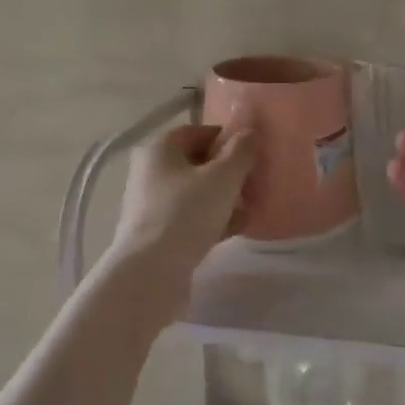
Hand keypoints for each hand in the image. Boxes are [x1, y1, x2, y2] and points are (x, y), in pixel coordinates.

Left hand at [108, 123, 254, 287]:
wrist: (151, 273)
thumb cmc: (186, 213)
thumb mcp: (222, 177)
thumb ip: (240, 151)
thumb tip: (250, 133)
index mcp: (159, 149)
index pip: (197, 132)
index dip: (225, 138)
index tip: (251, 152)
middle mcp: (150, 172)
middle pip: (196, 162)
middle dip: (228, 170)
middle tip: (254, 180)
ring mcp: (151, 204)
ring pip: (195, 192)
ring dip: (223, 197)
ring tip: (251, 206)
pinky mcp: (157, 233)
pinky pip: (191, 217)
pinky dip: (213, 219)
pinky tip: (237, 228)